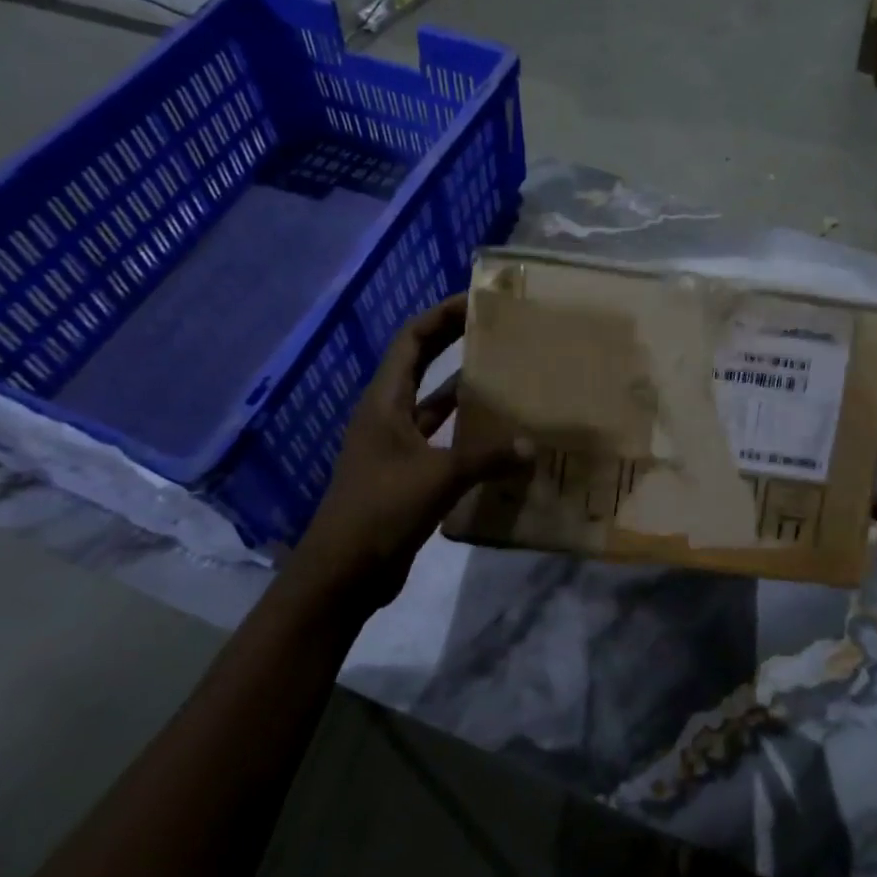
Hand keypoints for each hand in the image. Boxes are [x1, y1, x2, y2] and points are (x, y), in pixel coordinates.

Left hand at [291, 296, 524, 612]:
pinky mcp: (407, 474)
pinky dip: (467, 433)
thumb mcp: (438, 478)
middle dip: (454, 343)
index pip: (411, 341)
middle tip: (498, 330)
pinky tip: (499, 437)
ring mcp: (396, 446)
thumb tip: (531, 445)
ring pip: (434, 404)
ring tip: (506, 376)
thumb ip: (486, 457)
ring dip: (463, 389)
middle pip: (422, 365)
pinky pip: (442, 440)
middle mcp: (388, 416)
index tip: (476, 302)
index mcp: (385, 402)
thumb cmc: (381, 511)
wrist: (344, 574)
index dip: (440, 317)